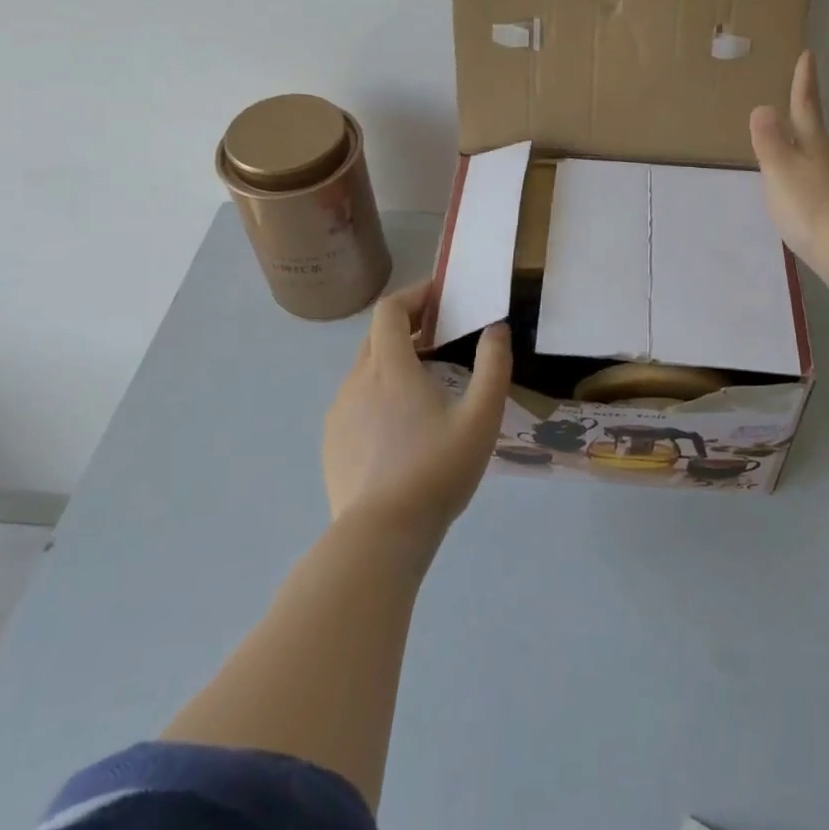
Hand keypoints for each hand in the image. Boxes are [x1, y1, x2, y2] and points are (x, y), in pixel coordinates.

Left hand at [322, 282, 513, 543]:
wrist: (381, 535)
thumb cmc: (437, 470)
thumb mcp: (481, 418)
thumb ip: (493, 367)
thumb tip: (497, 329)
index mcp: (390, 367)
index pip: (390, 310)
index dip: (414, 294)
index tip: (439, 296)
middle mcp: (357, 381)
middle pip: (376, 337)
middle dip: (406, 326)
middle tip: (439, 336)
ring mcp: (338, 413)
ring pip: (365, 372)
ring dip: (392, 363)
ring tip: (425, 386)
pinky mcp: (331, 442)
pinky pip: (355, 403)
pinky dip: (377, 396)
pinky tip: (400, 429)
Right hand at [749, 50, 828, 302]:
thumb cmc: (811, 206)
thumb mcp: (781, 170)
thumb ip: (770, 142)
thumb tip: (763, 108)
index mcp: (813, 146)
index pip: (805, 107)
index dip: (804, 82)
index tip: (808, 54)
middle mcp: (827, 162)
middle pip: (813, 132)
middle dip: (804, 113)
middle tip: (796, 96)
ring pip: (814, 159)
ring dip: (802, 148)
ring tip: (787, 143)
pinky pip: (813, 186)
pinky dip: (802, 179)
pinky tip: (794, 192)